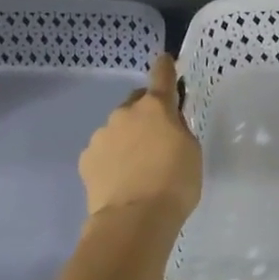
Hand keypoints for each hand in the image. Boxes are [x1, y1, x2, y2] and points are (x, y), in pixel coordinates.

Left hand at [79, 54, 201, 226]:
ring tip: (138, 167)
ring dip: (128, 138)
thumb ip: (179, 129)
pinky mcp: (86, 159)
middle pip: (137, 104)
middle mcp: (124, 113)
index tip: (166, 60)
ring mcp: (101, 135)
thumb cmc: (175, 184)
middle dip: (146, 114)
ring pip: (118, 129)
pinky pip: (103, 151)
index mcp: (156, 108)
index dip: (166, 66)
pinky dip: (112, 159)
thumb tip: (169, 122)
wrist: (134, 219)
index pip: (161, 75)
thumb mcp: (192, 152)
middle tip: (158, 138)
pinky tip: (121, 179)